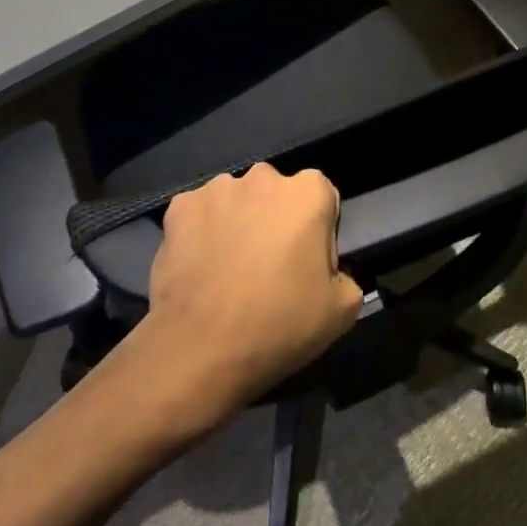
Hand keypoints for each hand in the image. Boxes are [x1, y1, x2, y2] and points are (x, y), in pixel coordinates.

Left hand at [138, 164, 363, 422]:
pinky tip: (200, 268)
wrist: (201, 348)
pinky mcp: (180, 206)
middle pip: (276, 195)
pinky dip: (201, 232)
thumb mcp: (341, 311)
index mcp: (307, 192)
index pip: (322, 198)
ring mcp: (217, 189)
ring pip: (236, 201)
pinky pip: (199, 215)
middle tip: (268, 268)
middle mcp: (263, 177)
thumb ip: (346, 276)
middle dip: (275, 221)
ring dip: (238, 223)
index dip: (318, 232)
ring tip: (229, 271)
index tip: (307, 266)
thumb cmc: (279, 324)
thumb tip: (331, 272)